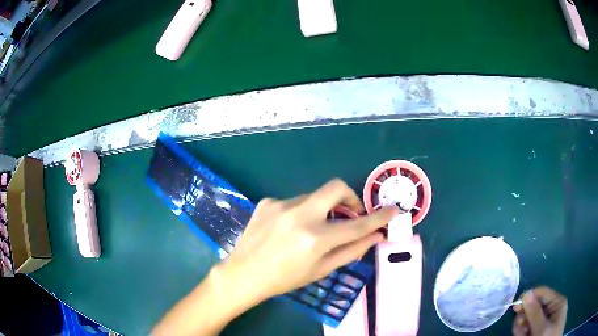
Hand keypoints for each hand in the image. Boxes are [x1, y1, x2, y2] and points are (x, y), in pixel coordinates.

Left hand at [218, 178, 397, 301]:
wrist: (244, 273)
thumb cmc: (285, 278)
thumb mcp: (321, 270)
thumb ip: (351, 251)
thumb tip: (376, 236)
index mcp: (315, 238)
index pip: (357, 224)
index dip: (378, 217)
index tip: (392, 210)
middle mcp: (300, 215)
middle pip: (336, 187)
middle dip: (350, 197)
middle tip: (350, 213)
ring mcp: (281, 204)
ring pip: (314, 196)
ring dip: (322, 209)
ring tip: (311, 229)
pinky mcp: (268, 201)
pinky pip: (294, 201)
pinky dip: (301, 212)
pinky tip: (288, 229)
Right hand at [512, 287, 567, 335]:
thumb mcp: (543, 328)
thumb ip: (535, 313)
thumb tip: (525, 294)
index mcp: (556, 302)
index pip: (542, 293)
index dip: (529, 297)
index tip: (515, 307)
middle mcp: (550, 309)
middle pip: (534, 307)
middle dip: (524, 317)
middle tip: (520, 329)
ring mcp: (544, 321)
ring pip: (529, 320)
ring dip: (522, 328)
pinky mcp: (539, 331)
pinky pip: (529, 329)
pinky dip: (524, 333)